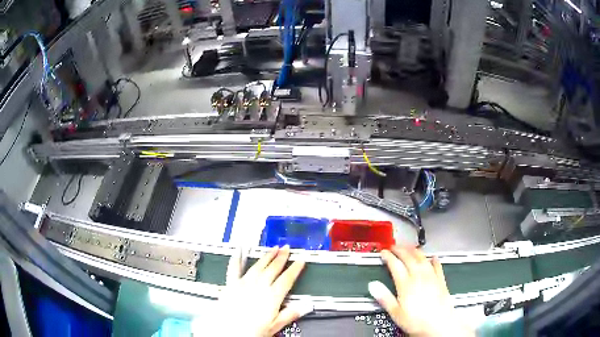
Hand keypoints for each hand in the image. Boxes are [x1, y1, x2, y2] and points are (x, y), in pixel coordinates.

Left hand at [196, 245, 312, 336]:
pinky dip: (236, 259)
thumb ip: (290, 314)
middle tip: (287, 248)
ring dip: (266, 256)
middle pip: (273, 269)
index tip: (300, 261)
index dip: (295, 268)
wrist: (229, 332)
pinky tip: (239, 251)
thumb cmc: (251, 331)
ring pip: (258, 266)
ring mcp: (244, 284)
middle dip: (281, 258)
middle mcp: (258, 287)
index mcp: (271, 296)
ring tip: (273, 249)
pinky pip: (234, 269)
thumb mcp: (275, 325)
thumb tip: (305, 306)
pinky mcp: (231, 285)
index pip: (287, 279)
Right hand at [368, 246, 472, 336]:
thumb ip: (384, 297)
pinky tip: (432, 257)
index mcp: (406, 284)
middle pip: (409, 258)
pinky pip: (437, 266)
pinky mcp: (441, 281)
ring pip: (423, 258)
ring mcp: (431, 277)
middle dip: (400, 250)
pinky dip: (433, 260)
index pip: (395, 265)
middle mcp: (419, 277)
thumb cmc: (417, 321)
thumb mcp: (395, 313)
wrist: (438, 324)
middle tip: (394, 247)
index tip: (384, 253)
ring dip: (415, 251)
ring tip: (410, 247)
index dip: (388, 257)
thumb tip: (373, 286)